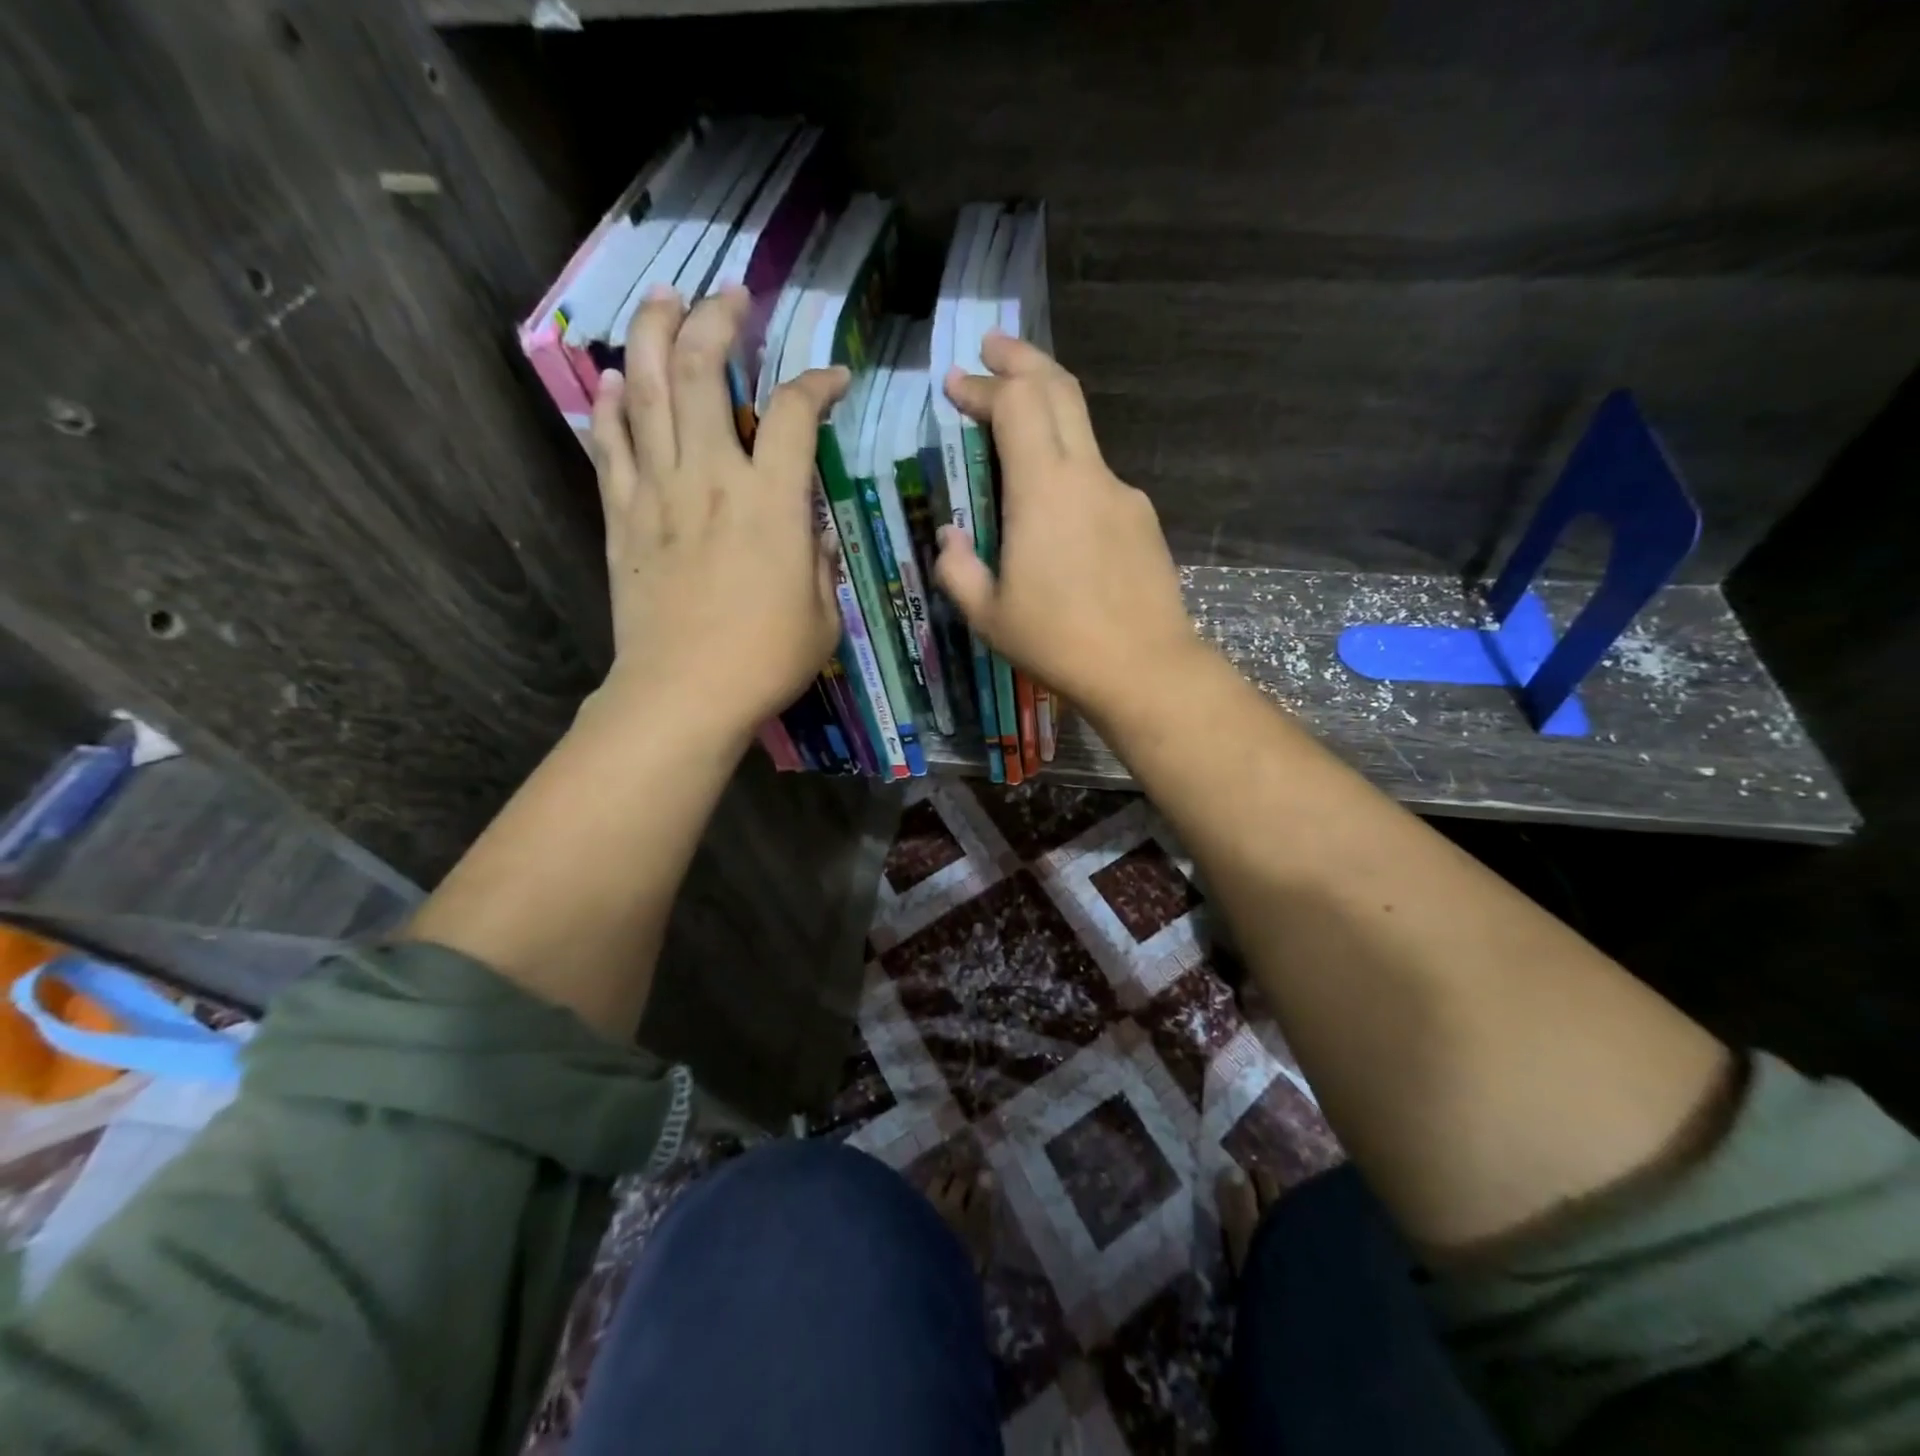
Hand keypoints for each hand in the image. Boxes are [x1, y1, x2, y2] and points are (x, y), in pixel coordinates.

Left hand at [590, 285, 848, 738]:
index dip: (816, 385)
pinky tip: (615, 380)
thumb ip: (817, 557)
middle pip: (704, 371)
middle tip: (731, 297)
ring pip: (648, 391)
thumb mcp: (821, 613)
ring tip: (664, 300)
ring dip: (655, 335)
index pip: (793, 415)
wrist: (681, 695)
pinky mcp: (622, 517)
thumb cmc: (764, 660)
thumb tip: (809, 524)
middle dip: (718, 320)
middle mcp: (710, 478)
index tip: (832, 379)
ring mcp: (657, 492)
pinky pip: (610, 446)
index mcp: (770, 502)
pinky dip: (612, 407)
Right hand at [936, 333, 1197, 722]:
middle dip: (1022, 361)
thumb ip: (958, 568)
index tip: (955, 386)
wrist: (1145, 669)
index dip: (983, 386)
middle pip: (1060, 389)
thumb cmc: (1058, 642)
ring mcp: (1123, 494)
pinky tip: (1053, 502)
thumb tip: (948, 536)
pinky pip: (1098, 475)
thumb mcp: (988, 615)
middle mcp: (1088, 474)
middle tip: (992, 349)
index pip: (1016, 403)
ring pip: (1083, 429)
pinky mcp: (1142, 519)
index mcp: (1044, 489)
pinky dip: (1068, 463)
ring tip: (1016, 421)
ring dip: (1048, 410)